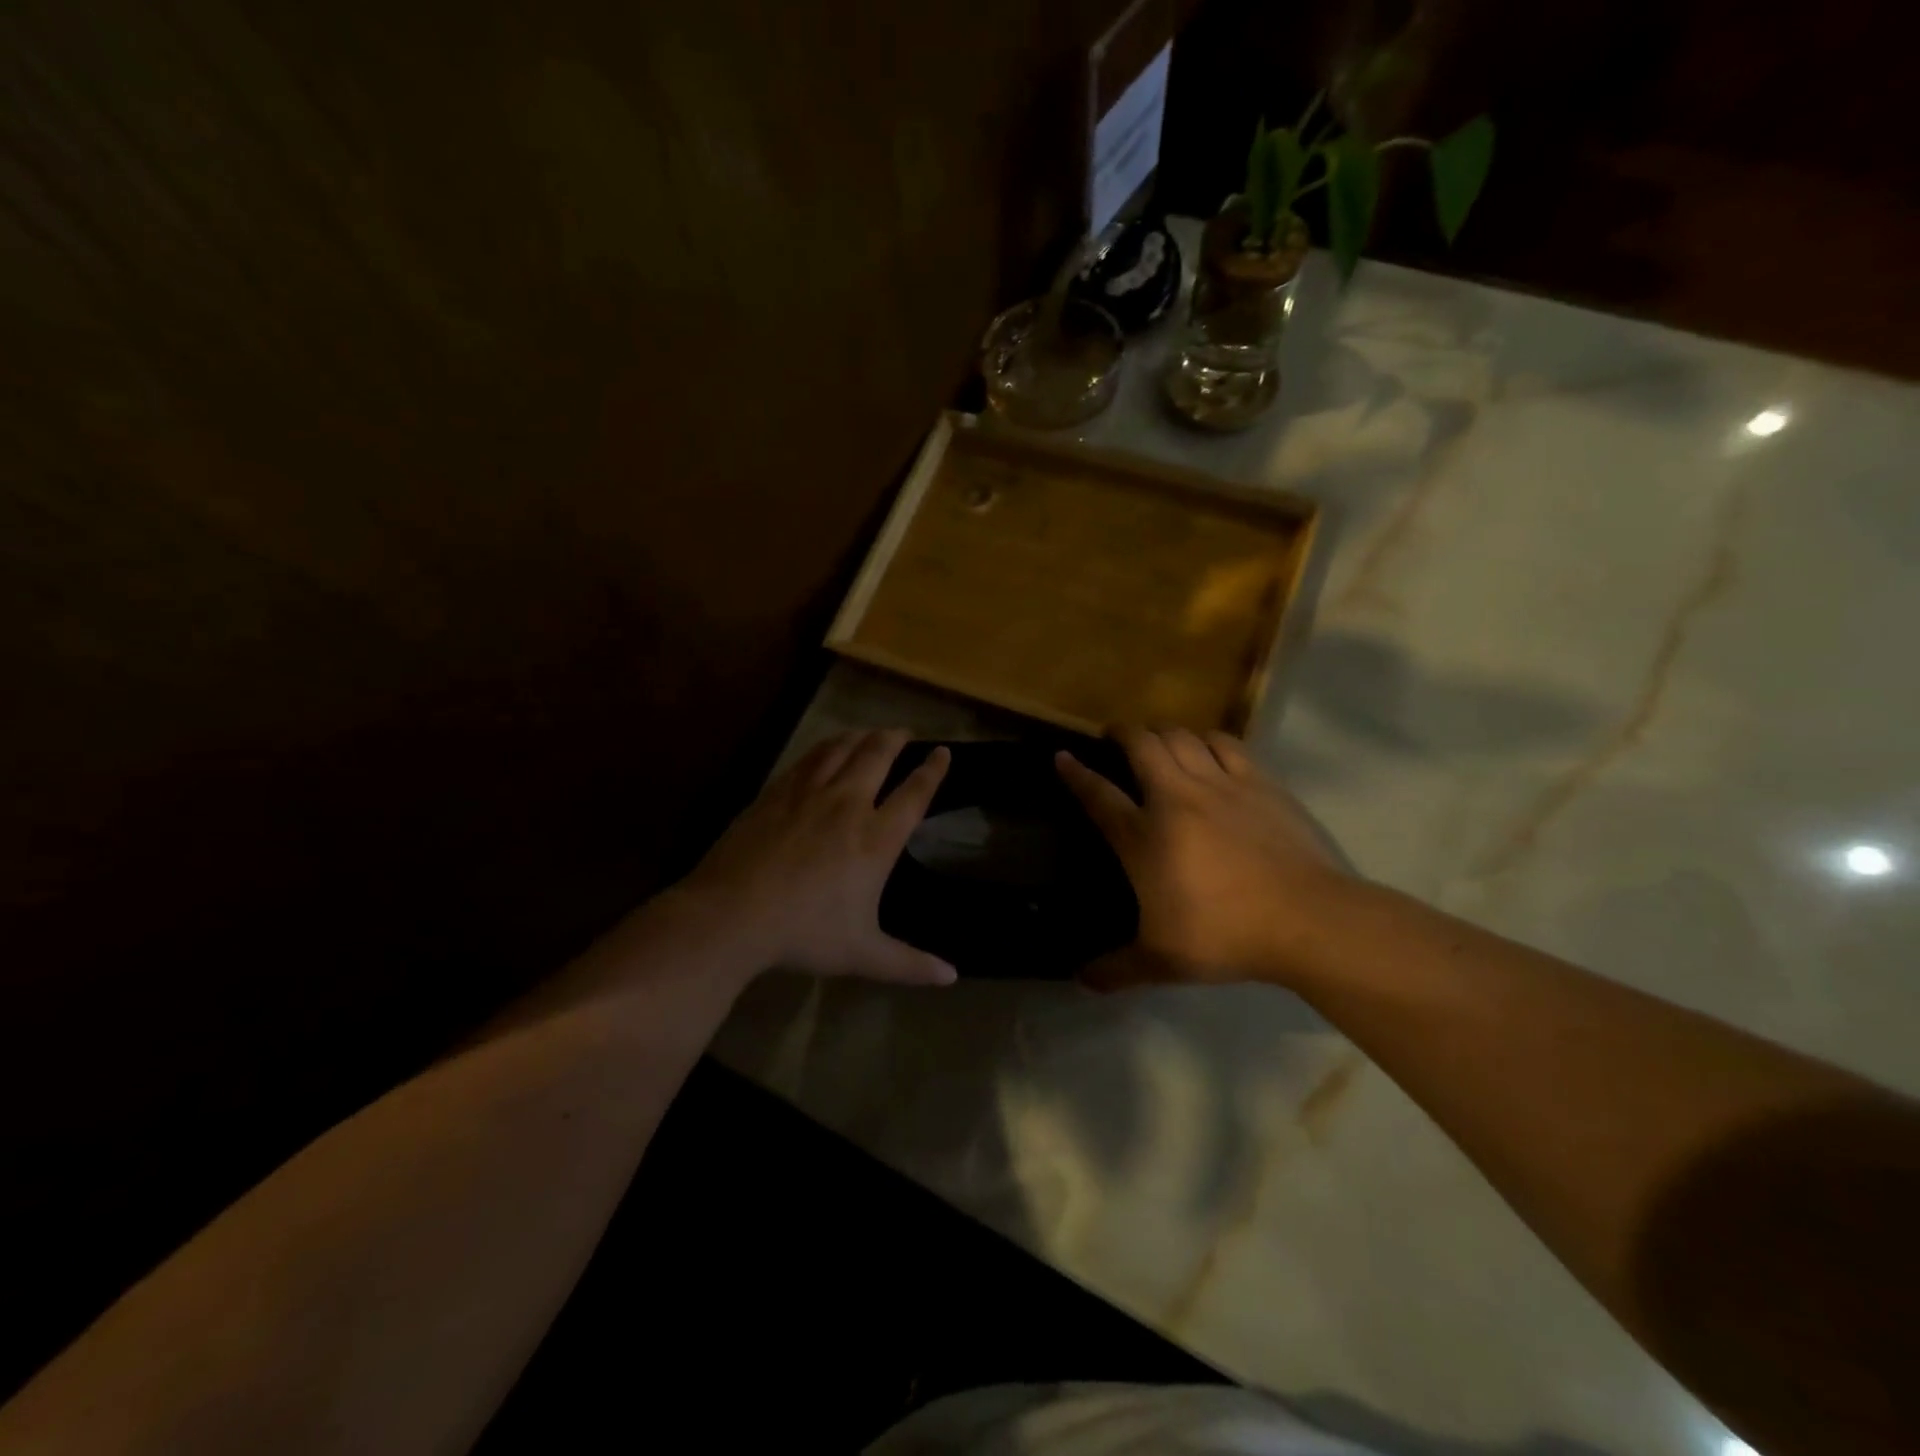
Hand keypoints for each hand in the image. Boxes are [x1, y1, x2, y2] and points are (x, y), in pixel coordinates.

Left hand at [677, 729, 957, 985]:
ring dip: (860, 737)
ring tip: (868, 734)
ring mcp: (809, 795)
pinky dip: (824, 748)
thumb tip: (951, 977)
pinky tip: (824, 749)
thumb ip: (909, 963)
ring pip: (841, 749)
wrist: (733, 915)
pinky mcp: (776, 794)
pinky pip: (808, 759)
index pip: (914, 793)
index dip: (932, 770)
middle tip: (904, 733)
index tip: (942, 752)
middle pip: (877, 756)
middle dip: (895, 740)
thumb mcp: (863, 955)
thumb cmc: (804, 934)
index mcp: (875, 839)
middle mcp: (847, 805)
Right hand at [1057, 727, 1352, 989]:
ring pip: (1182, 736)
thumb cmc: (1224, 935)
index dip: (1076, 773)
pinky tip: (1208, 748)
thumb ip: (1117, 969)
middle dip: (1122, 733)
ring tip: (1160, 742)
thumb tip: (1081, 981)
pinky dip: (1208, 739)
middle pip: (1141, 745)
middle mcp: (1175, 798)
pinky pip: (1226, 743)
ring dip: (1164, 733)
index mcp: (1144, 836)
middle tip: (1115, 738)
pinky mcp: (1259, 782)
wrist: (1306, 919)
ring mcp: (1220, 785)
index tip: (1062, 756)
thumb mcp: (1162, 961)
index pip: (1099, 794)